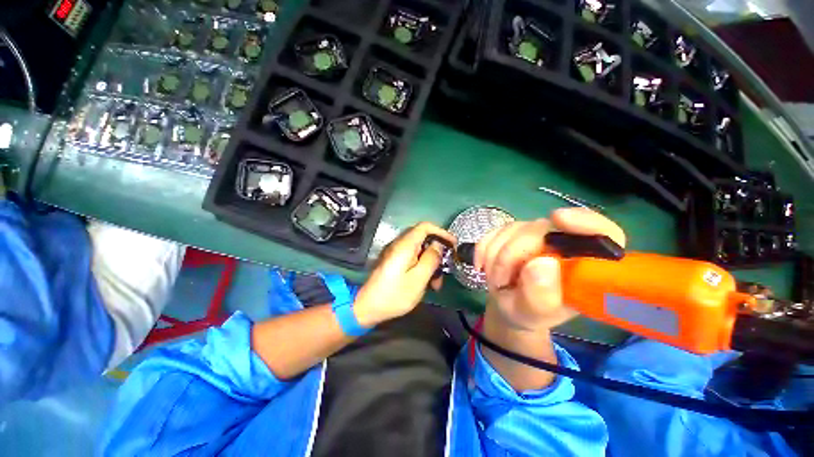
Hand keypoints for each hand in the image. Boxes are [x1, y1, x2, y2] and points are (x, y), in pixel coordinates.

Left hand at [354, 222, 455, 326]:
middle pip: (424, 239)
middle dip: (438, 253)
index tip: (453, 244)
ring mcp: (397, 254)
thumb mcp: (418, 279)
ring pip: (420, 251)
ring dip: (431, 264)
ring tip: (436, 284)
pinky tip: (426, 283)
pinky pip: (413, 259)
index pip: (425, 227)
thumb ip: (430, 260)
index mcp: (405, 246)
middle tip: (446, 269)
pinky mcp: (395, 262)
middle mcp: (400, 245)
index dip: (441, 232)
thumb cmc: (394, 295)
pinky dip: (423, 268)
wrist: (367, 307)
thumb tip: (438, 245)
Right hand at [475, 207, 625, 331]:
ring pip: (512, 229)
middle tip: (497, 282)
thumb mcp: (534, 314)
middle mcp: (562, 243)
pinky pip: (494, 232)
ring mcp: (536, 234)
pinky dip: (483, 249)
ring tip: (494, 280)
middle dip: (511, 255)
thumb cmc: (527, 313)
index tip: (558, 219)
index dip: (584, 222)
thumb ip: (542, 296)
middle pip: (540, 230)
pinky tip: (481, 265)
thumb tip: (542, 263)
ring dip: (494, 256)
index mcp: (584, 265)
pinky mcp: (513, 232)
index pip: (604, 233)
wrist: (507, 303)